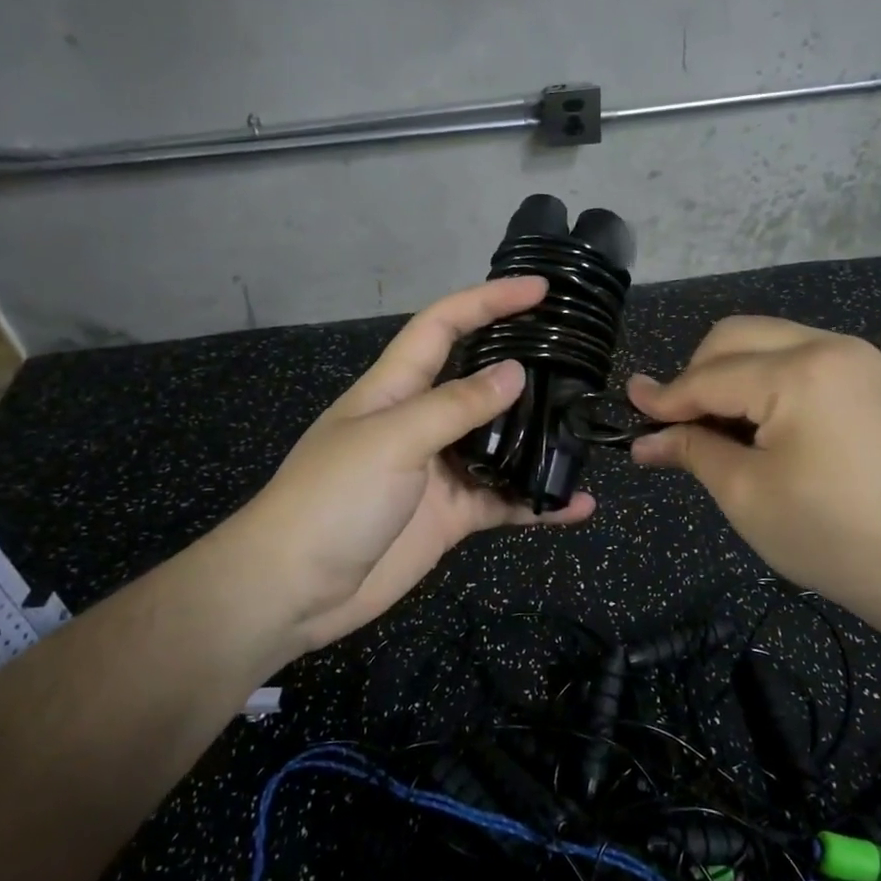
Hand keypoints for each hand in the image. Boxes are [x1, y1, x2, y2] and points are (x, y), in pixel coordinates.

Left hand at [216, 277, 592, 650]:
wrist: (293, 590)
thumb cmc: (333, 499)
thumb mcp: (393, 439)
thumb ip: (456, 406)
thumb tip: (514, 372)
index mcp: (396, 388)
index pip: (444, 326)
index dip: (488, 301)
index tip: (540, 289)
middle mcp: (421, 421)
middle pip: (479, 381)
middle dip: (524, 365)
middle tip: (579, 359)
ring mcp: (439, 470)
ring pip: (500, 444)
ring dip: (539, 440)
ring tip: (587, 431)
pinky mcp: (452, 515)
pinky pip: (504, 501)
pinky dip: (539, 503)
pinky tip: (577, 505)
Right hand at [627, 316, 880, 619]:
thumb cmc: (834, 537)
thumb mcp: (748, 496)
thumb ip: (692, 452)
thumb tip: (644, 438)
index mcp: (798, 372)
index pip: (710, 376)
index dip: (665, 396)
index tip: (629, 405)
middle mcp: (831, 346)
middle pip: (737, 337)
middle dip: (698, 374)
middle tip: (680, 424)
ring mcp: (863, 358)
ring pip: (772, 341)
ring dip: (735, 374)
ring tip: (724, 428)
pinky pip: (807, 358)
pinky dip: (773, 380)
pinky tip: (770, 424)